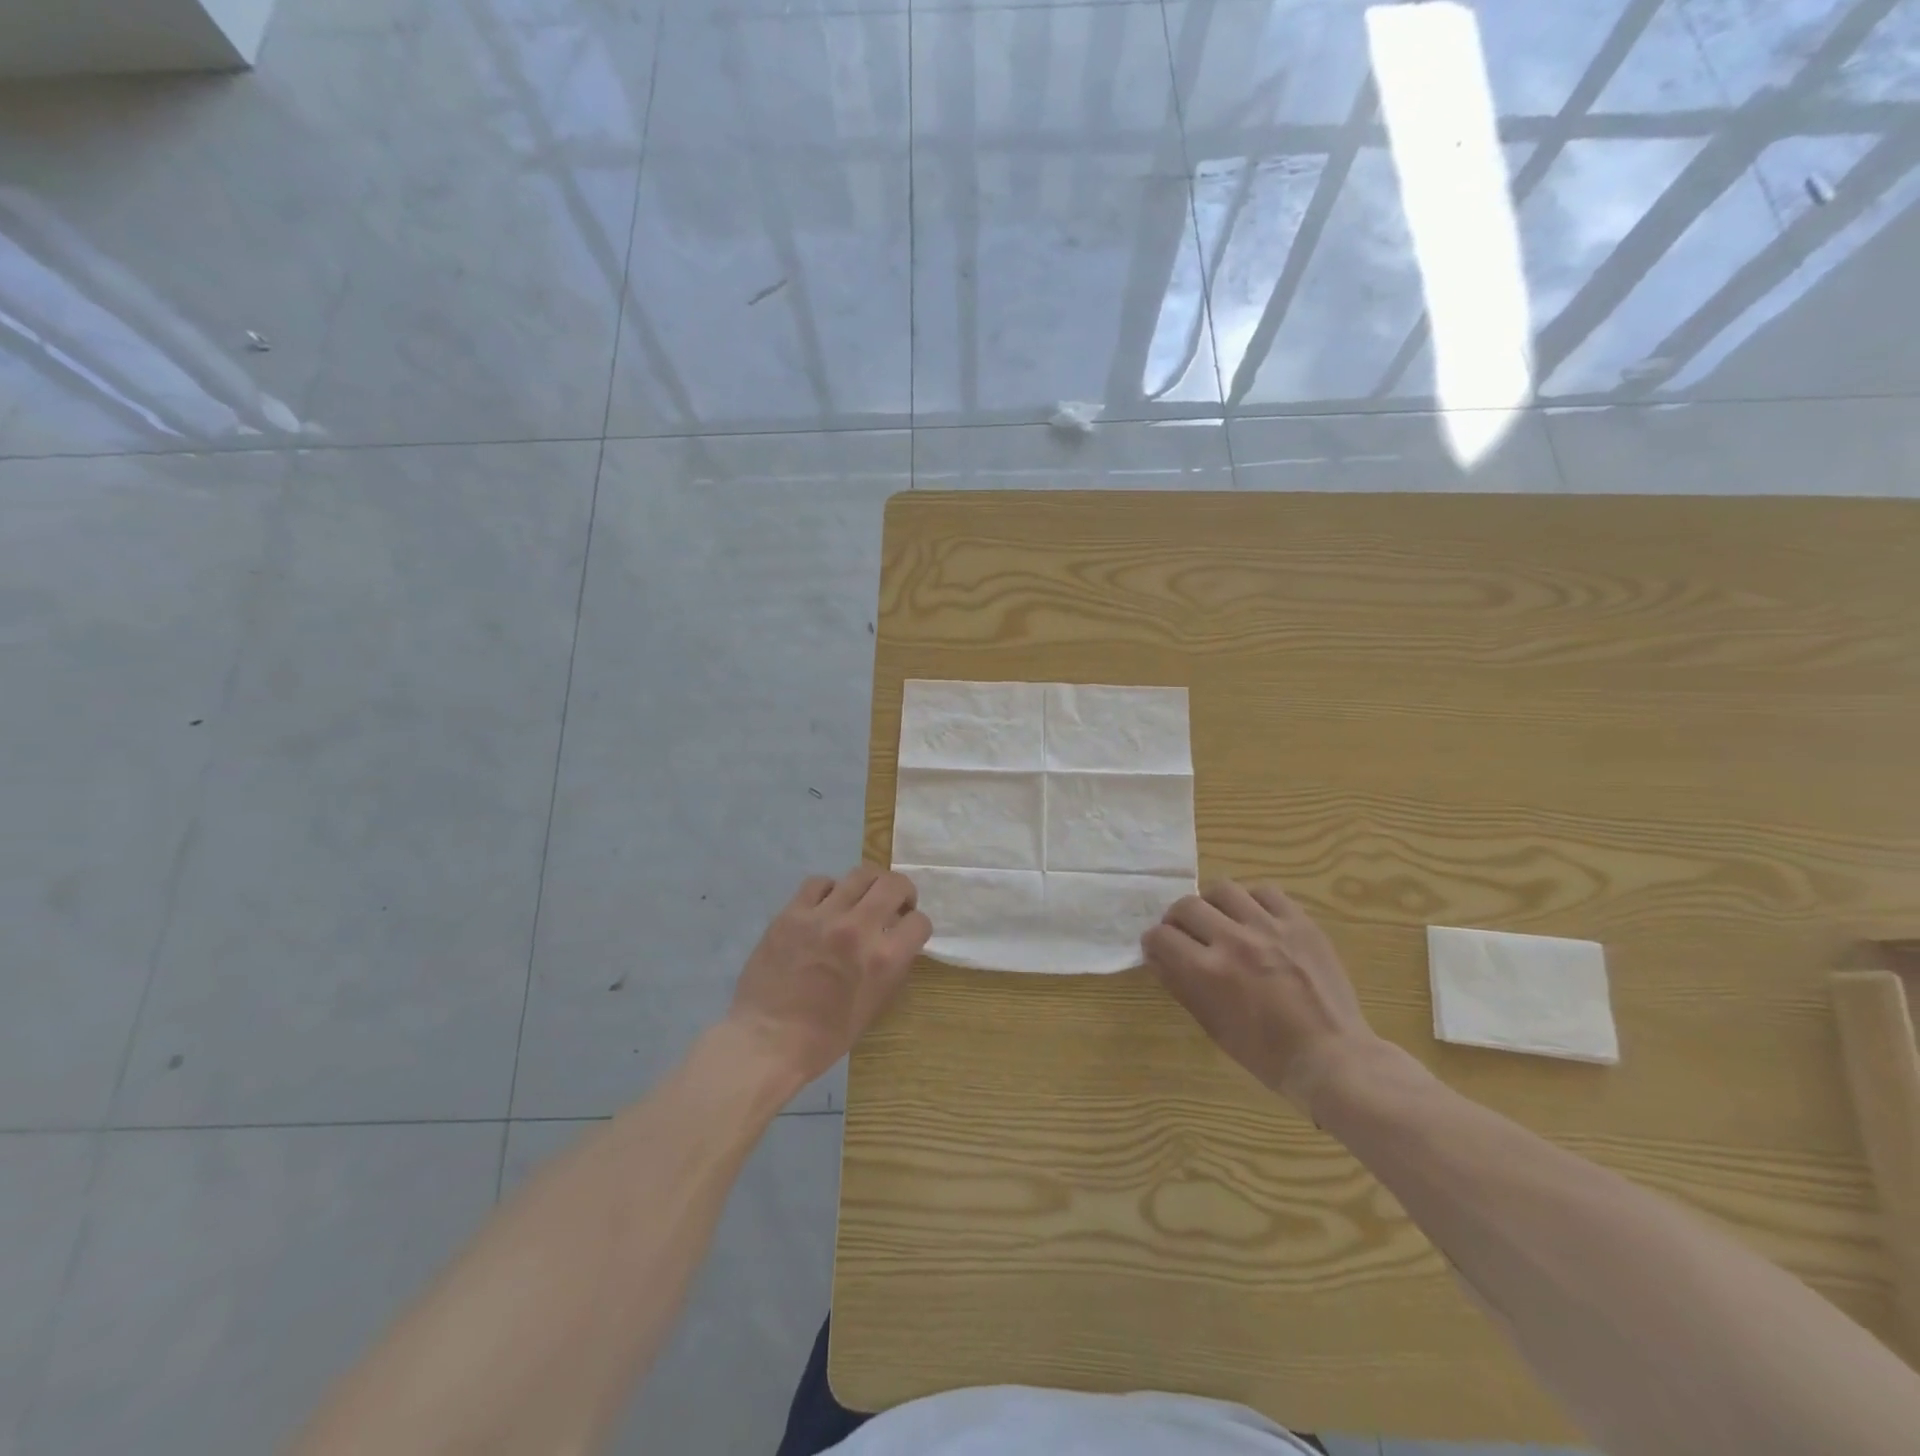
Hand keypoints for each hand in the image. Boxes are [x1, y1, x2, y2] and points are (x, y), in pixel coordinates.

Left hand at [726, 866, 930, 1089]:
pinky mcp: (792, 913)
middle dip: (902, 892)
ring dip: (869, 885)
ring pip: (859, 874)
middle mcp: (858, 929)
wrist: (768, 1040)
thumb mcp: (875, 1006)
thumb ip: (892, 967)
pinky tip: (826, 905)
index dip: (916, 926)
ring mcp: (823, 916)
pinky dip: (829, 890)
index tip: (906, 932)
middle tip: (894, 904)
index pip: (919, 921)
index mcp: (884, 959)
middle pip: (894, 884)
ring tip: (861, 899)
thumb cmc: (826, 1036)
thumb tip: (896, 941)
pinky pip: (819, 882)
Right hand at [1142, 881, 1384, 1108]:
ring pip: (1223, 889)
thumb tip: (1156, 957)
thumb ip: (1180, 985)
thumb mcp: (1213, 1026)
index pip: (1161, 937)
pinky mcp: (1300, 923)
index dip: (1153, 942)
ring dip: (1212, 904)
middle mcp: (1234, 941)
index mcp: (1209, 972)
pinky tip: (1253, 917)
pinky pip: (1266, 892)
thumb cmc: (1267, 1054)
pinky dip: (1251, 900)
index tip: (1158, 949)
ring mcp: (1270, 927)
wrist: (1333, 1057)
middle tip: (1185, 934)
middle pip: (1187, 905)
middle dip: (1176, 920)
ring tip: (1219, 920)